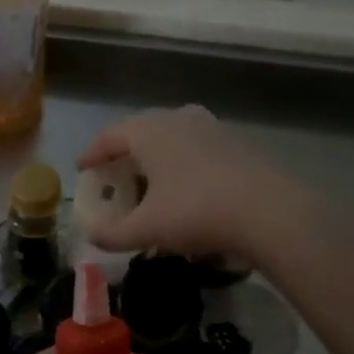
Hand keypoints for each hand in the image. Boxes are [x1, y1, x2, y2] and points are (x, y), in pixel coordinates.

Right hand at [78, 105, 314, 261]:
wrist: (270, 213)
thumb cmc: (196, 213)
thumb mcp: (146, 229)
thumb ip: (111, 234)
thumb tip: (90, 236)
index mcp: (149, 130)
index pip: (109, 136)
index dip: (92, 153)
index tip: (82, 169)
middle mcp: (178, 118)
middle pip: (140, 131)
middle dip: (122, 154)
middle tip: (112, 176)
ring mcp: (211, 127)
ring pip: (170, 137)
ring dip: (154, 157)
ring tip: (147, 182)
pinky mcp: (235, 143)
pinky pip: (195, 148)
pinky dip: (180, 163)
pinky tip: (183, 188)